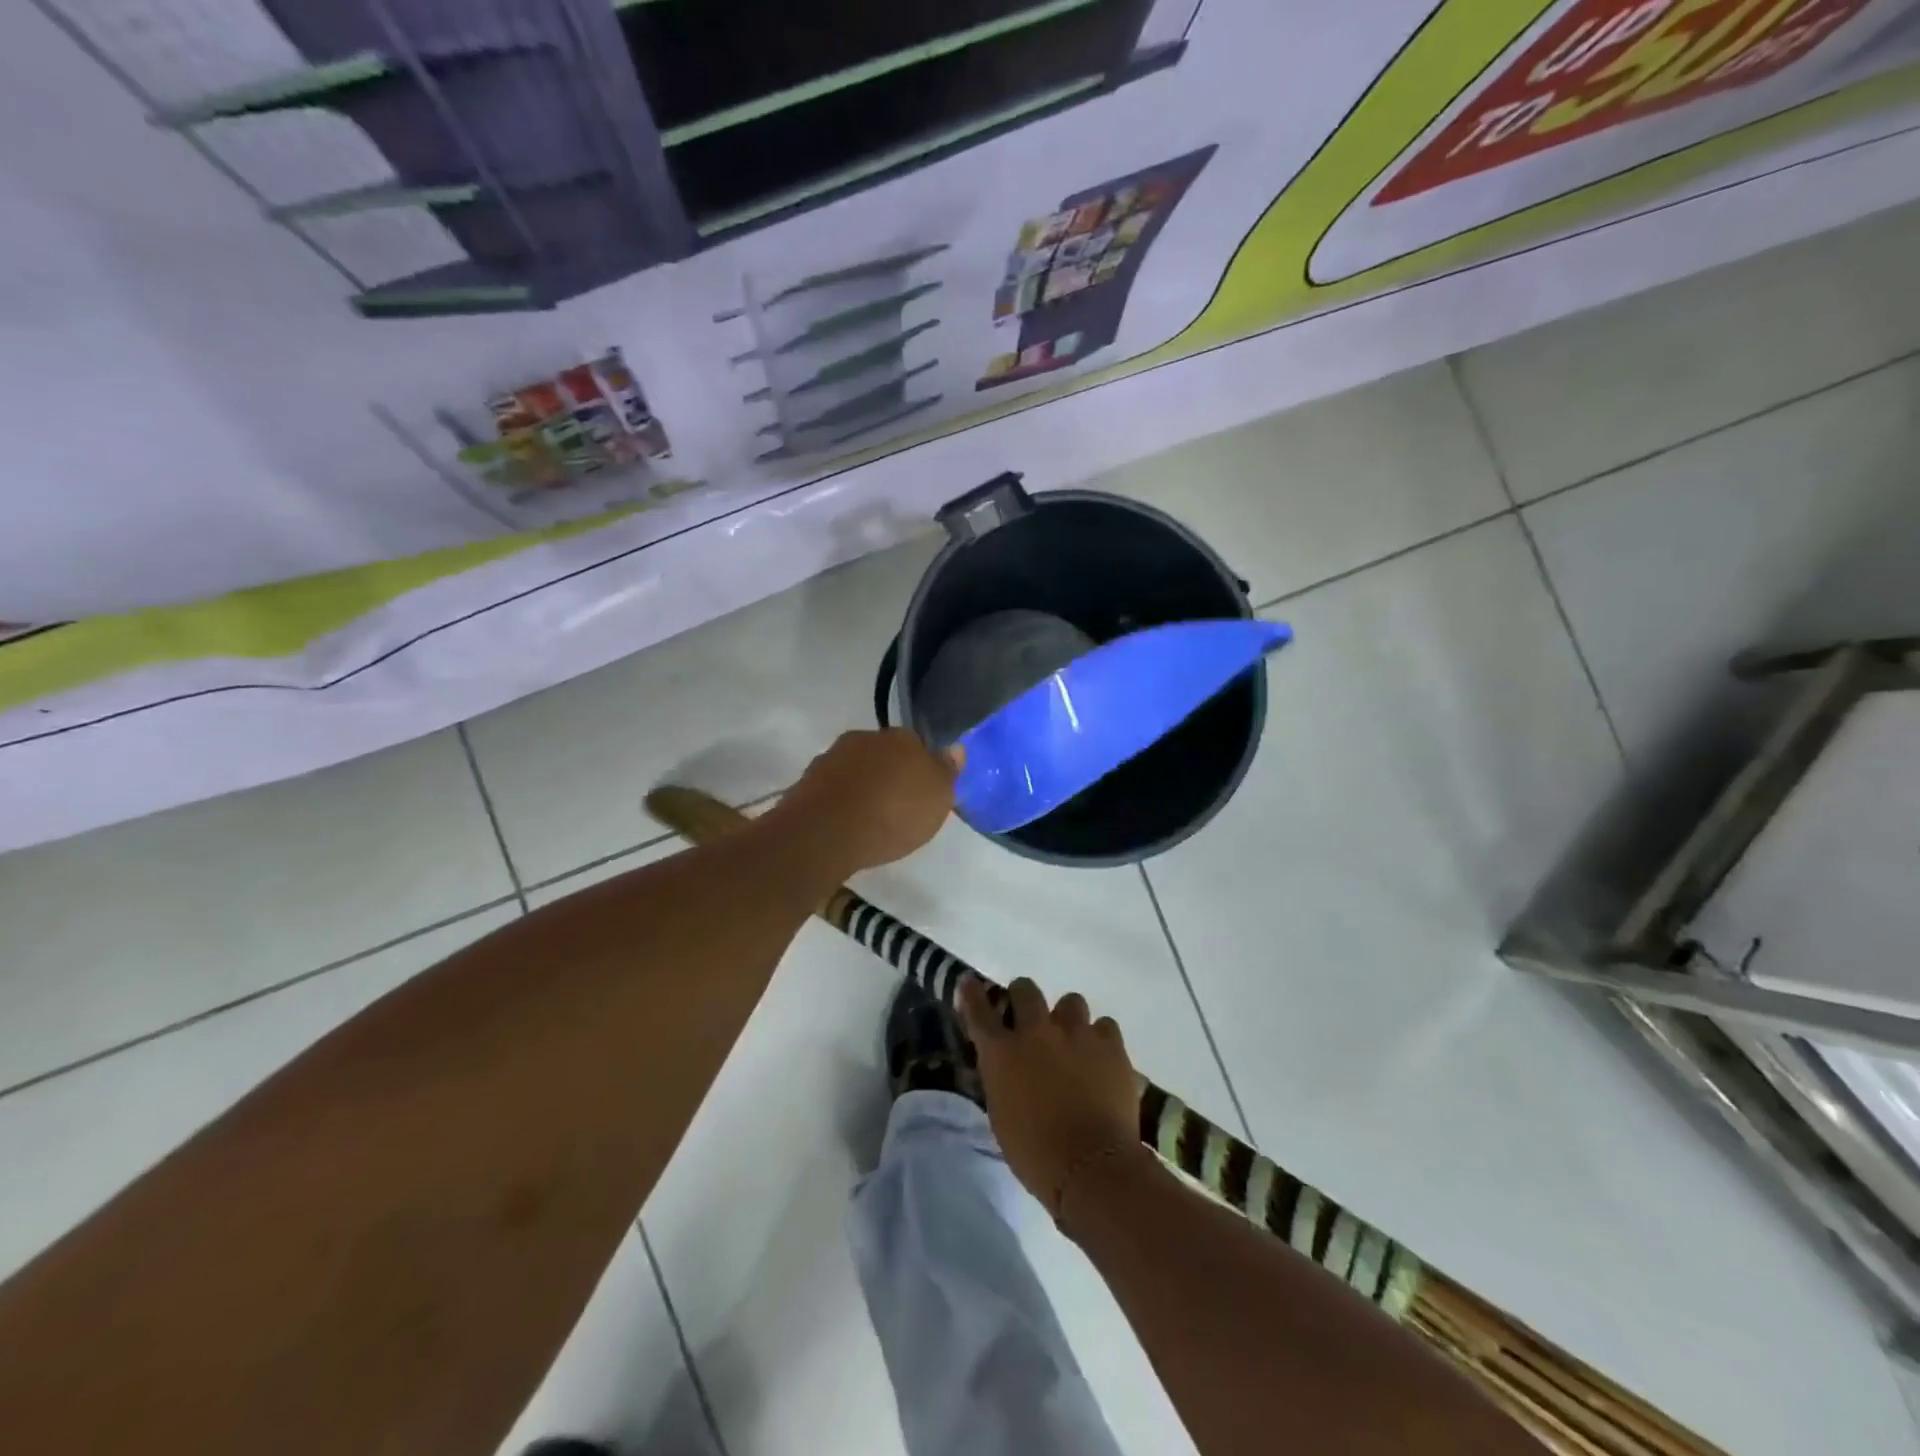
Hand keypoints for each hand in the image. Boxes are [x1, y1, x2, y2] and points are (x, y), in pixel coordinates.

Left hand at [770, 729, 959, 876]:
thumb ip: (946, 771)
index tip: (923, 793)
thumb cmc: (893, 814)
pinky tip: (847, 825)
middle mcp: (864, 738)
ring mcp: (832, 758)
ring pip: (856, 770)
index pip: (917, 743)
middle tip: (898, 807)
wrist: (825, 832)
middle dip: (890, 775)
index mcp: (900, 737)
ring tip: (871, 820)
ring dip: (863, 788)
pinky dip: (842, 803)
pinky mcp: (807, 783)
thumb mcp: (937, 798)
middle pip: (884, 754)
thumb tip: (955, 748)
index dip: (922, 767)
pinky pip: (834, 790)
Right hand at [957, 975, 1142, 1224]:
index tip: (970, 982)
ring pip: (1070, 1001)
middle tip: (1030, 1019)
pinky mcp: (1110, 1044)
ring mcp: (1076, 1032)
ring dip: (1067, 1019)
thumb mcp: (1002, 1114)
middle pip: (1025, 989)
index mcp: (1002, 1052)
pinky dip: (1100, 1039)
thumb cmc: (1036, 1154)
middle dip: (1024, 999)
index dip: (972, 994)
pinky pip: (1104, 1025)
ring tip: (1073, 1042)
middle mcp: (1036, 1031)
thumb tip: (1006, 1066)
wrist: (1092, 1167)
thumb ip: (1001, 1078)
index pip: (979, 1011)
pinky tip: (1100, 1058)